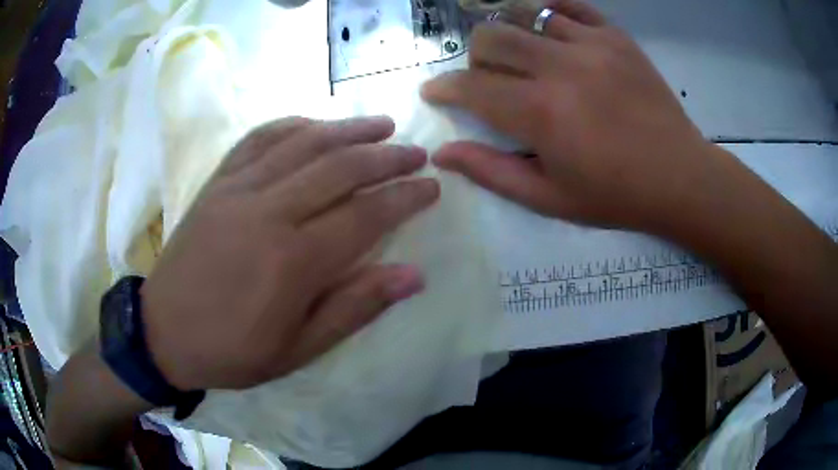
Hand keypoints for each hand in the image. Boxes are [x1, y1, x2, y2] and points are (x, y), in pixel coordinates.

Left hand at [140, 116, 438, 390]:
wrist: (163, 332)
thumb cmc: (231, 350)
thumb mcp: (298, 349)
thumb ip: (354, 308)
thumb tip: (413, 276)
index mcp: (293, 262)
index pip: (365, 216)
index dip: (404, 198)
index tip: (432, 186)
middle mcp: (268, 212)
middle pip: (339, 167)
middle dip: (386, 156)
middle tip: (416, 152)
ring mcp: (238, 190)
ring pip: (303, 143)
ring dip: (347, 129)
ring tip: (380, 125)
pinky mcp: (217, 183)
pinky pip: (258, 139)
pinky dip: (292, 125)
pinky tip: (314, 124)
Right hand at [422, 0, 722, 231]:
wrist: (680, 177)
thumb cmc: (616, 195)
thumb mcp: (549, 198)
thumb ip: (492, 172)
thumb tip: (443, 154)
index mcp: (540, 112)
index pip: (471, 86)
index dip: (443, 87)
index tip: (434, 90)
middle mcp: (560, 67)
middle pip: (490, 36)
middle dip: (475, 57)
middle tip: (487, 78)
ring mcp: (591, 44)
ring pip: (524, 14)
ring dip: (508, 32)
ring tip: (517, 52)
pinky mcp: (616, 37)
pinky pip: (570, 6)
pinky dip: (549, 12)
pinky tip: (548, 29)